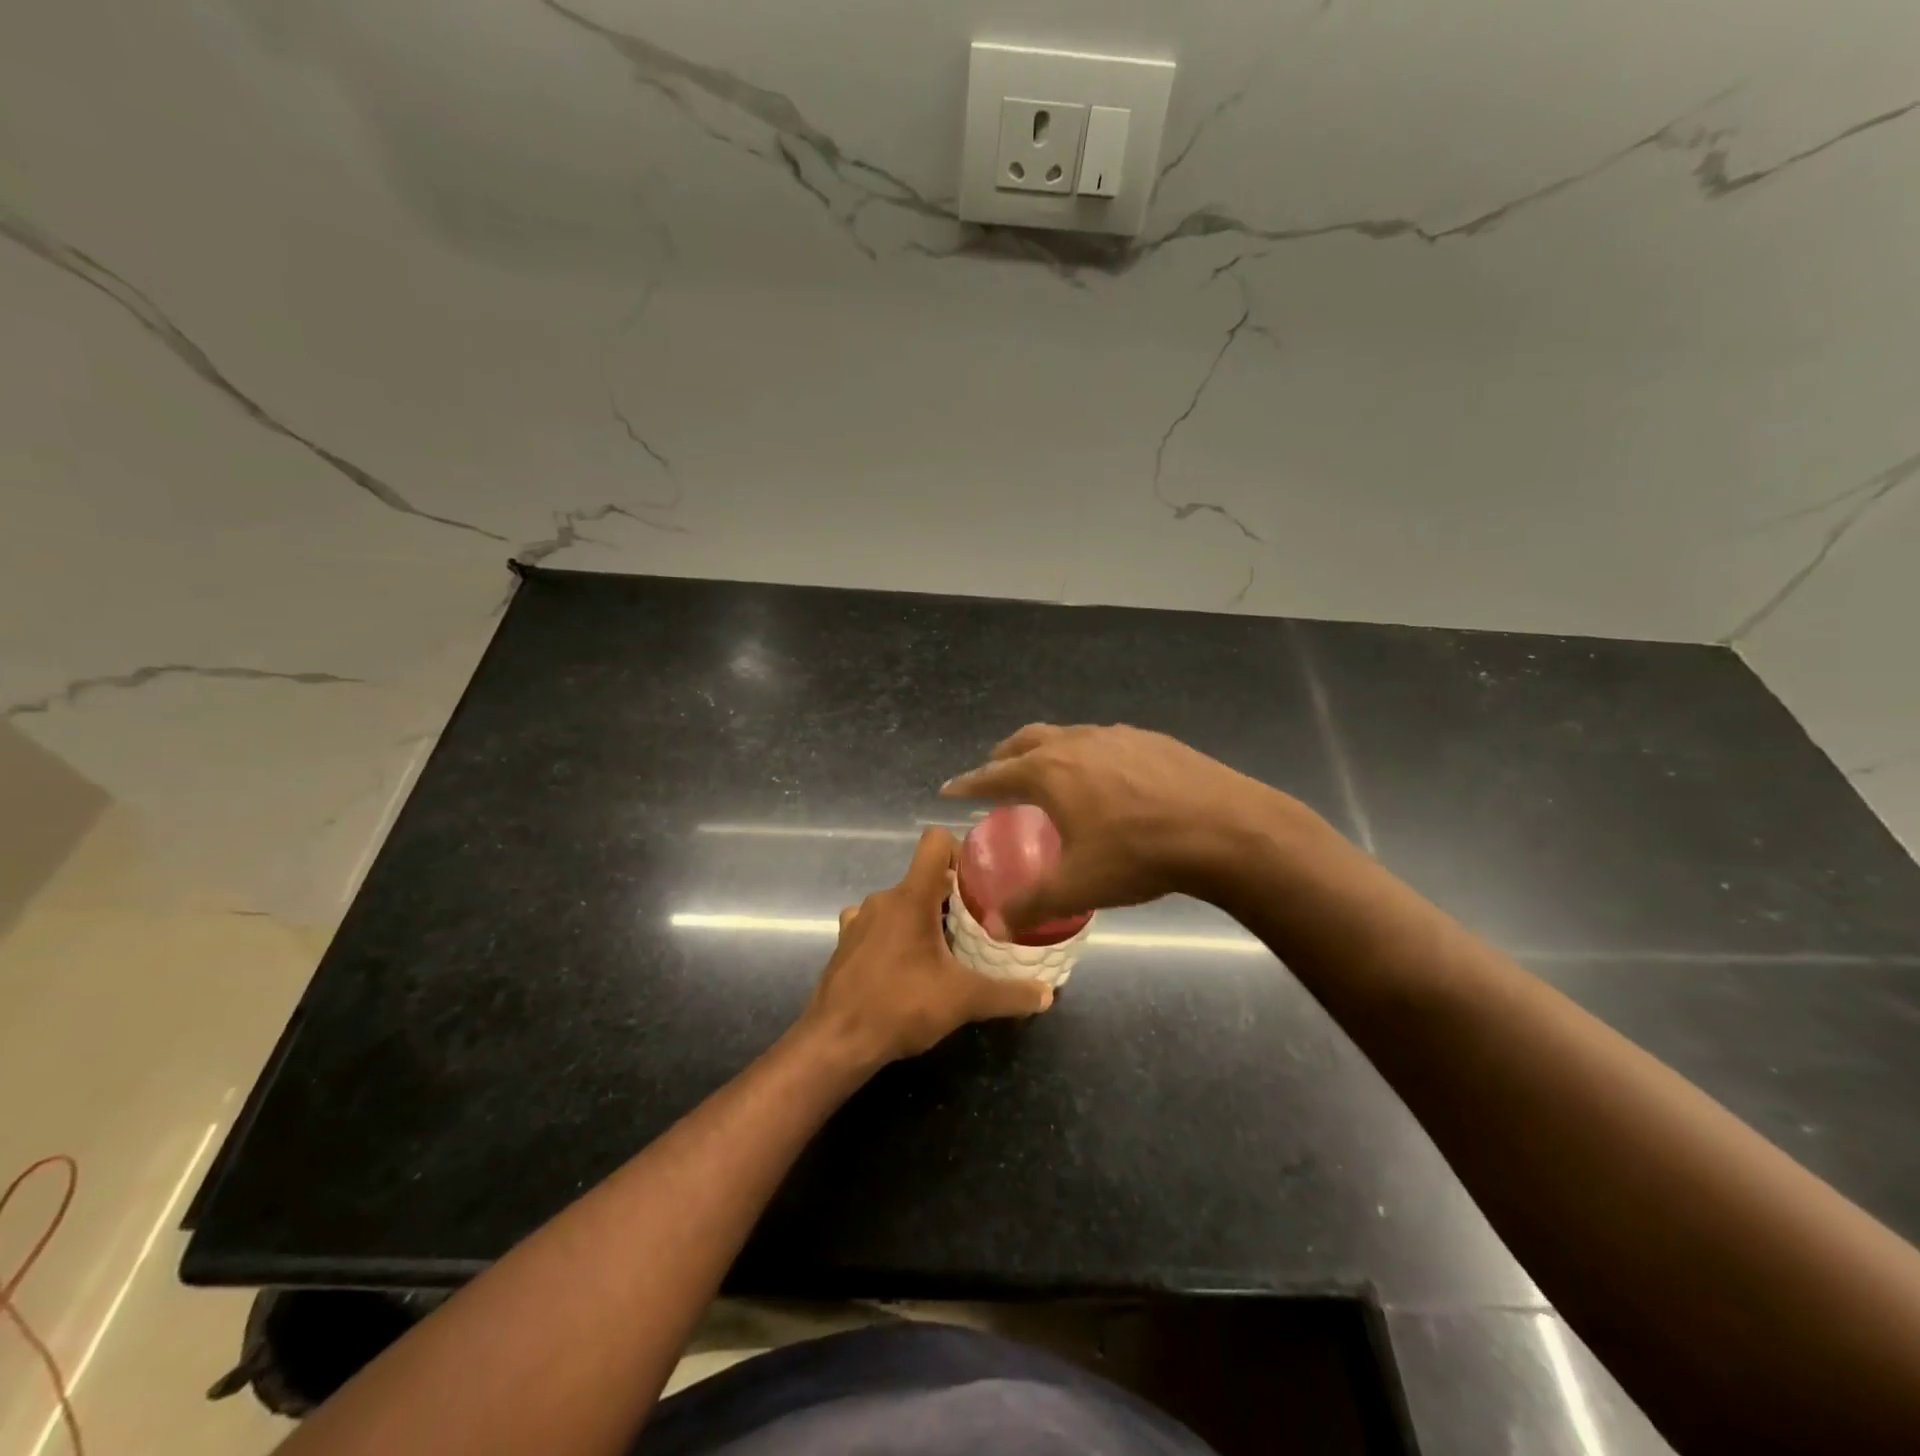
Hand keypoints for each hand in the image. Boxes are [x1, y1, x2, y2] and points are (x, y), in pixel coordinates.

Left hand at [800, 828, 1053, 1067]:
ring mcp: (860, 919)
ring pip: (901, 901)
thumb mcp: (964, 1000)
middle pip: (924, 876)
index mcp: (911, 896)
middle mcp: (883, 898)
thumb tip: (1047, 994)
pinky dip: (896, 934)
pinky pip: (878, 924)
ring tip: (946, 947)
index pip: (935, 841)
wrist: (836, 1042)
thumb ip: (1009, 994)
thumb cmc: (900, 1006)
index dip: (960, 850)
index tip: (980, 881)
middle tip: (978, 923)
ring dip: (923, 916)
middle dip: (952, 895)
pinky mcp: (846, 942)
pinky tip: (908, 963)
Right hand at [940, 723, 1304, 931]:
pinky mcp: (1153, 739)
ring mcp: (1117, 736)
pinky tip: (1107, 778)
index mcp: (1049, 772)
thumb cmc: (1139, 854)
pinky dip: (1088, 755)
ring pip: (1068, 736)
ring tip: (1051, 775)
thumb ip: (1031, 905)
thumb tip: (998, 926)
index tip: (949, 789)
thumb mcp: (1078, 886)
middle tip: (997, 774)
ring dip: (1048, 751)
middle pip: (1027, 740)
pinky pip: (1106, 742)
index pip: (994, 774)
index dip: (968, 783)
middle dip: (1005, 756)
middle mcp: (1077, 743)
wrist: (1224, 828)